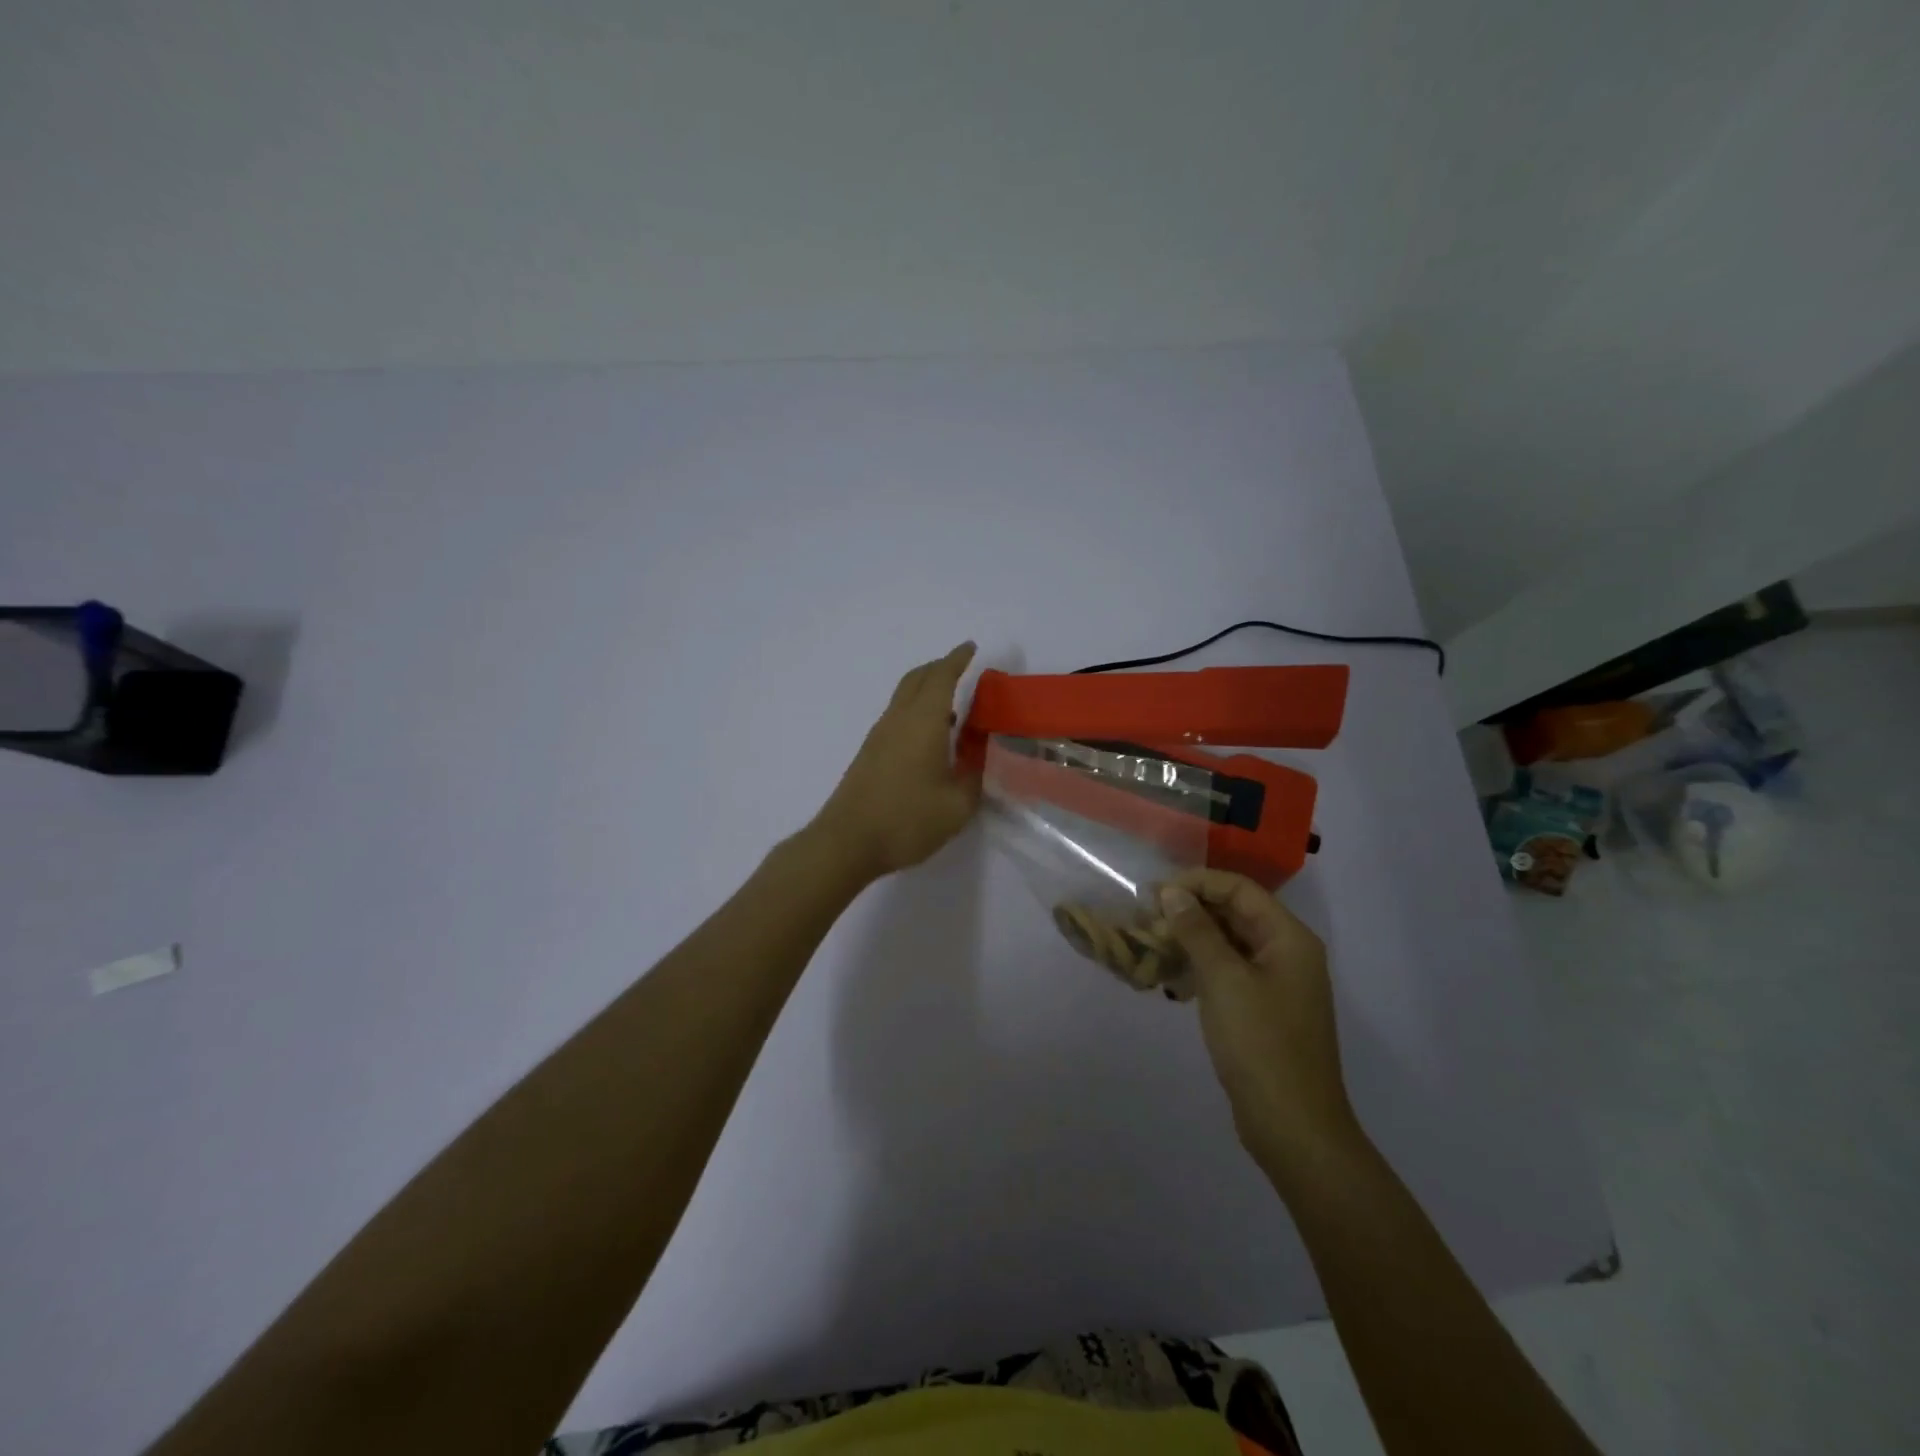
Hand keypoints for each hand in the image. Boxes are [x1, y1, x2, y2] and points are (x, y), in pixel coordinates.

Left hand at [813, 643, 982, 880]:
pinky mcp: (869, 754)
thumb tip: (981, 757)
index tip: (971, 648)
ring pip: (904, 697)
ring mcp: (879, 736)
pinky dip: (916, 711)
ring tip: (952, 704)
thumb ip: (974, 777)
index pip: (942, 678)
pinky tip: (930, 737)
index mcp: (923, 722)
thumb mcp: (957, 805)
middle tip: (961, 668)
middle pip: (917, 679)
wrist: (846, 842)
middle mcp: (898, 720)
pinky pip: (897, 717)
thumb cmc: (906, 820)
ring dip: (926, 690)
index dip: (958, 660)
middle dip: (940, 668)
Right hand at [1157, 870, 1362, 1186]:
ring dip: (1190, 939)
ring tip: (1150, 943)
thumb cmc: (1261, 1044)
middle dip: (1189, 910)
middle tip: (1145, 918)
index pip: (1238, 889)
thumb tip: (1171, 892)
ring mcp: (1276, 983)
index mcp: (1288, 937)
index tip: (1153, 893)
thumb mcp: (1223, 980)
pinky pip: (1228, 971)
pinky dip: (1200, 967)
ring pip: (1228, 943)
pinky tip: (1170, 977)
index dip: (1195, 882)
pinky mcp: (1263, 1009)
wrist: (1293, 1126)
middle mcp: (1286, 952)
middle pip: (1234, 913)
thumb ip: (1196, 930)